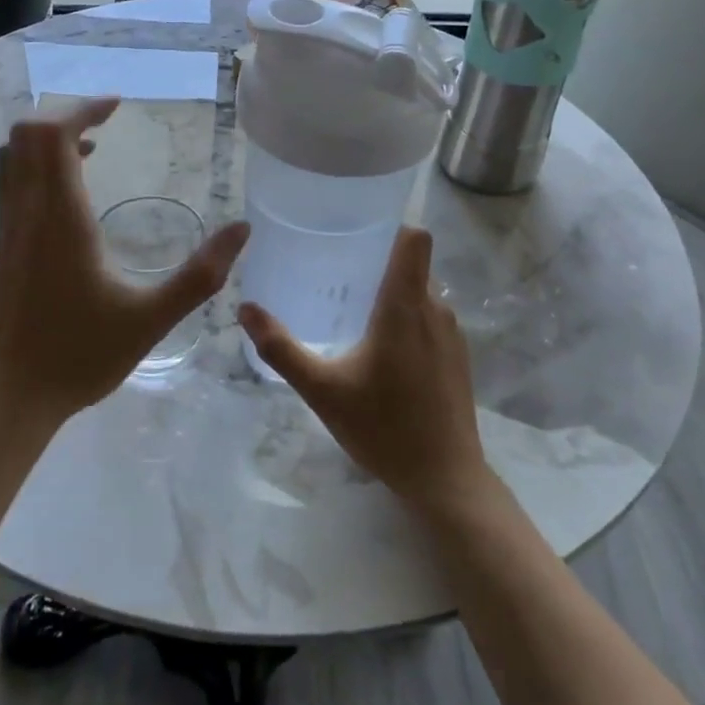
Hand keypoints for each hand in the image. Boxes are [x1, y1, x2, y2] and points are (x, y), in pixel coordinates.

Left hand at [0, 97, 248, 432]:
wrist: (11, 396)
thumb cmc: (80, 355)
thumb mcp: (151, 318)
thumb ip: (200, 275)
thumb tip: (242, 230)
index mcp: (59, 219)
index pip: (52, 134)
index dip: (82, 108)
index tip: (117, 106)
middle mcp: (24, 213)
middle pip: (25, 134)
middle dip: (65, 115)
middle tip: (106, 122)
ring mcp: (5, 229)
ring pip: (12, 156)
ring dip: (47, 140)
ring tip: (91, 148)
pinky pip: (10, 183)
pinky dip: (36, 166)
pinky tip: (70, 196)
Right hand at [238, 228, 487, 512]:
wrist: (445, 478)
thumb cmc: (383, 427)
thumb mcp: (322, 389)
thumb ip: (281, 347)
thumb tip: (246, 308)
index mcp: (405, 307)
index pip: (413, 238)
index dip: (389, 226)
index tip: (356, 231)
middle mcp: (435, 309)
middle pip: (412, 263)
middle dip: (378, 261)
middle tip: (337, 273)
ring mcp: (453, 333)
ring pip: (422, 292)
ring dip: (393, 292)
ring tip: (353, 310)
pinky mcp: (458, 356)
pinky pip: (432, 317)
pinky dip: (409, 317)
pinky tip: (382, 349)